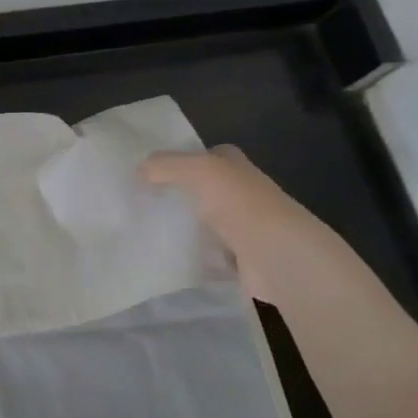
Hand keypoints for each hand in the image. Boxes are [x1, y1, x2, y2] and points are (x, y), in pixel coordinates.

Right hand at [140, 145, 366, 304]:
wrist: (277, 260)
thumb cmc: (241, 206)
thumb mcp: (199, 171)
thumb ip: (166, 165)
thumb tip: (140, 170)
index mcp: (240, 169)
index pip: (211, 156)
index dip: (185, 159)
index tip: (152, 171)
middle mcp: (245, 195)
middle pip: (206, 190)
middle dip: (179, 195)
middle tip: (141, 201)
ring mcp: (245, 230)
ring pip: (206, 222)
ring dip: (184, 227)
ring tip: (146, 229)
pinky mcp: (241, 261)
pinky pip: (209, 255)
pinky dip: (193, 256)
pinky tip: (169, 256)